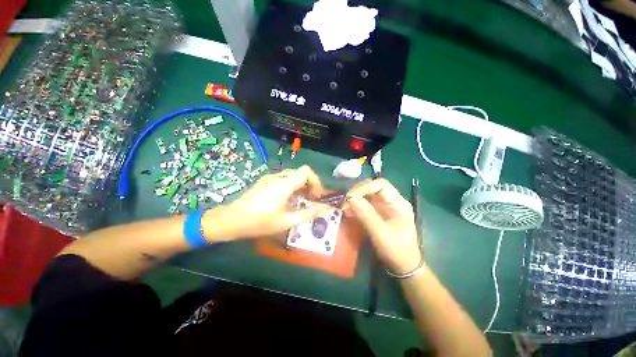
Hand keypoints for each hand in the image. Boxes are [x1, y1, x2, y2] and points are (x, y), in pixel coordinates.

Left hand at [203, 165, 327, 240]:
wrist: (231, 220)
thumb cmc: (260, 222)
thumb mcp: (287, 221)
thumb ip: (309, 213)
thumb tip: (326, 208)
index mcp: (284, 184)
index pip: (307, 171)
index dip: (316, 181)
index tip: (316, 196)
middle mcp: (278, 176)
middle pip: (300, 173)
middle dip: (310, 185)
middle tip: (311, 201)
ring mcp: (270, 178)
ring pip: (292, 176)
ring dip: (301, 187)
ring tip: (300, 202)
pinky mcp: (265, 181)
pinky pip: (284, 180)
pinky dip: (291, 187)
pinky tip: (287, 201)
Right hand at [344, 179, 421, 274]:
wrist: (404, 266)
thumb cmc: (396, 250)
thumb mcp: (381, 233)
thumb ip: (366, 215)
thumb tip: (350, 198)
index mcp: (398, 203)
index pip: (381, 185)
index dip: (365, 187)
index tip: (351, 197)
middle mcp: (391, 201)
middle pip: (373, 188)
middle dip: (358, 192)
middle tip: (346, 201)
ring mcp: (384, 207)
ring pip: (367, 196)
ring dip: (355, 199)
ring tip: (344, 207)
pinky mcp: (378, 214)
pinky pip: (365, 205)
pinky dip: (356, 207)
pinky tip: (348, 212)